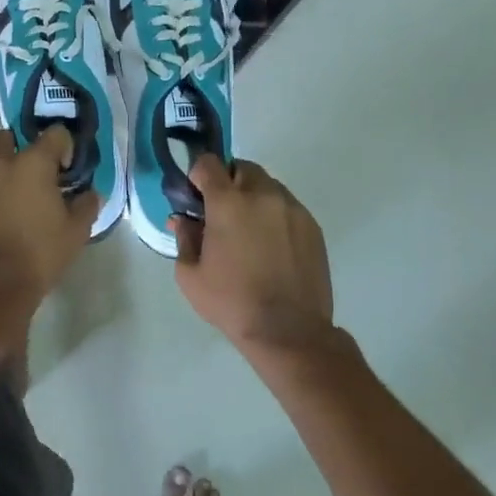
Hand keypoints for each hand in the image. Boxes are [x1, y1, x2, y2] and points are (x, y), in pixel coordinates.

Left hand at [0, 127, 100, 302]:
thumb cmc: (38, 254)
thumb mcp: (76, 232)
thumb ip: (86, 206)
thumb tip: (89, 194)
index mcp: (31, 163)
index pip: (55, 134)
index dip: (64, 147)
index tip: (66, 169)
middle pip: (5, 137)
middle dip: (18, 148)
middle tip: (32, 174)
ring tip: (10, 198)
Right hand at [173, 156, 333, 354]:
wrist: (289, 331)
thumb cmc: (232, 302)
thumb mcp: (190, 275)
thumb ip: (183, 238)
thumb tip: (183, 220)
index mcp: (228, 203)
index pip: (209, 163)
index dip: (198, 175)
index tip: (196, 197)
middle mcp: (263, 195)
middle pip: (242, 168)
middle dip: (228, 182)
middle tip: (222, 214)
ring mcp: (292, 208)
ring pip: (268, 185)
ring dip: (253, 197)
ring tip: (249, 232)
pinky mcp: (312, 225)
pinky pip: (287, 206)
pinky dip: (274, 215)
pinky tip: (271, 246)